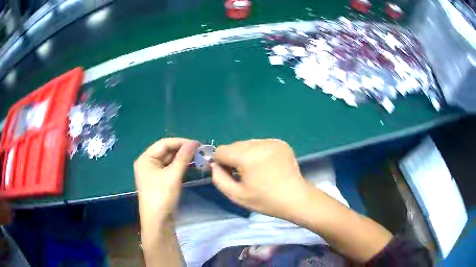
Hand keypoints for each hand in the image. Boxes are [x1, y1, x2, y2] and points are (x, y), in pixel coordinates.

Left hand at [134, 138, 198, 228]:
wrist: (158, 222)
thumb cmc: (162, 196)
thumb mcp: (173, 175)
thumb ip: (183, 157)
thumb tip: (194, 142)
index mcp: (145, 159)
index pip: (164, 144)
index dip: (180, 142)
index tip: (197, 143)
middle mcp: (147, 163)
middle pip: (166, 151)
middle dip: (182, 150)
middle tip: (199, 151)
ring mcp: (153, 173)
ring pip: (169, 160)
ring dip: (182, 158)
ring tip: (198, 157)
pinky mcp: (160, 181)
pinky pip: (170, 169)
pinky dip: (180, 167)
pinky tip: (191, 166)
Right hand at [211, 139, 308, 218]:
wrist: (295, 198)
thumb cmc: (265, 200)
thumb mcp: (236, 195)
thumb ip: (219, 178)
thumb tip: (215, 165)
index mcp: (247, 156)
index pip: (221, 150)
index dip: (220, 162)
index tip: (228, 174)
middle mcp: (259, 143)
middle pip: (234, 146)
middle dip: (233, 158)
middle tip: (243, 175)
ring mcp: (272, 141)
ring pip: (247, 144)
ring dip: (245, 155)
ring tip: (256, 170)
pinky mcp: (280, 142)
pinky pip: (260, 144)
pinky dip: (258, 152)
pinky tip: (266, 165)